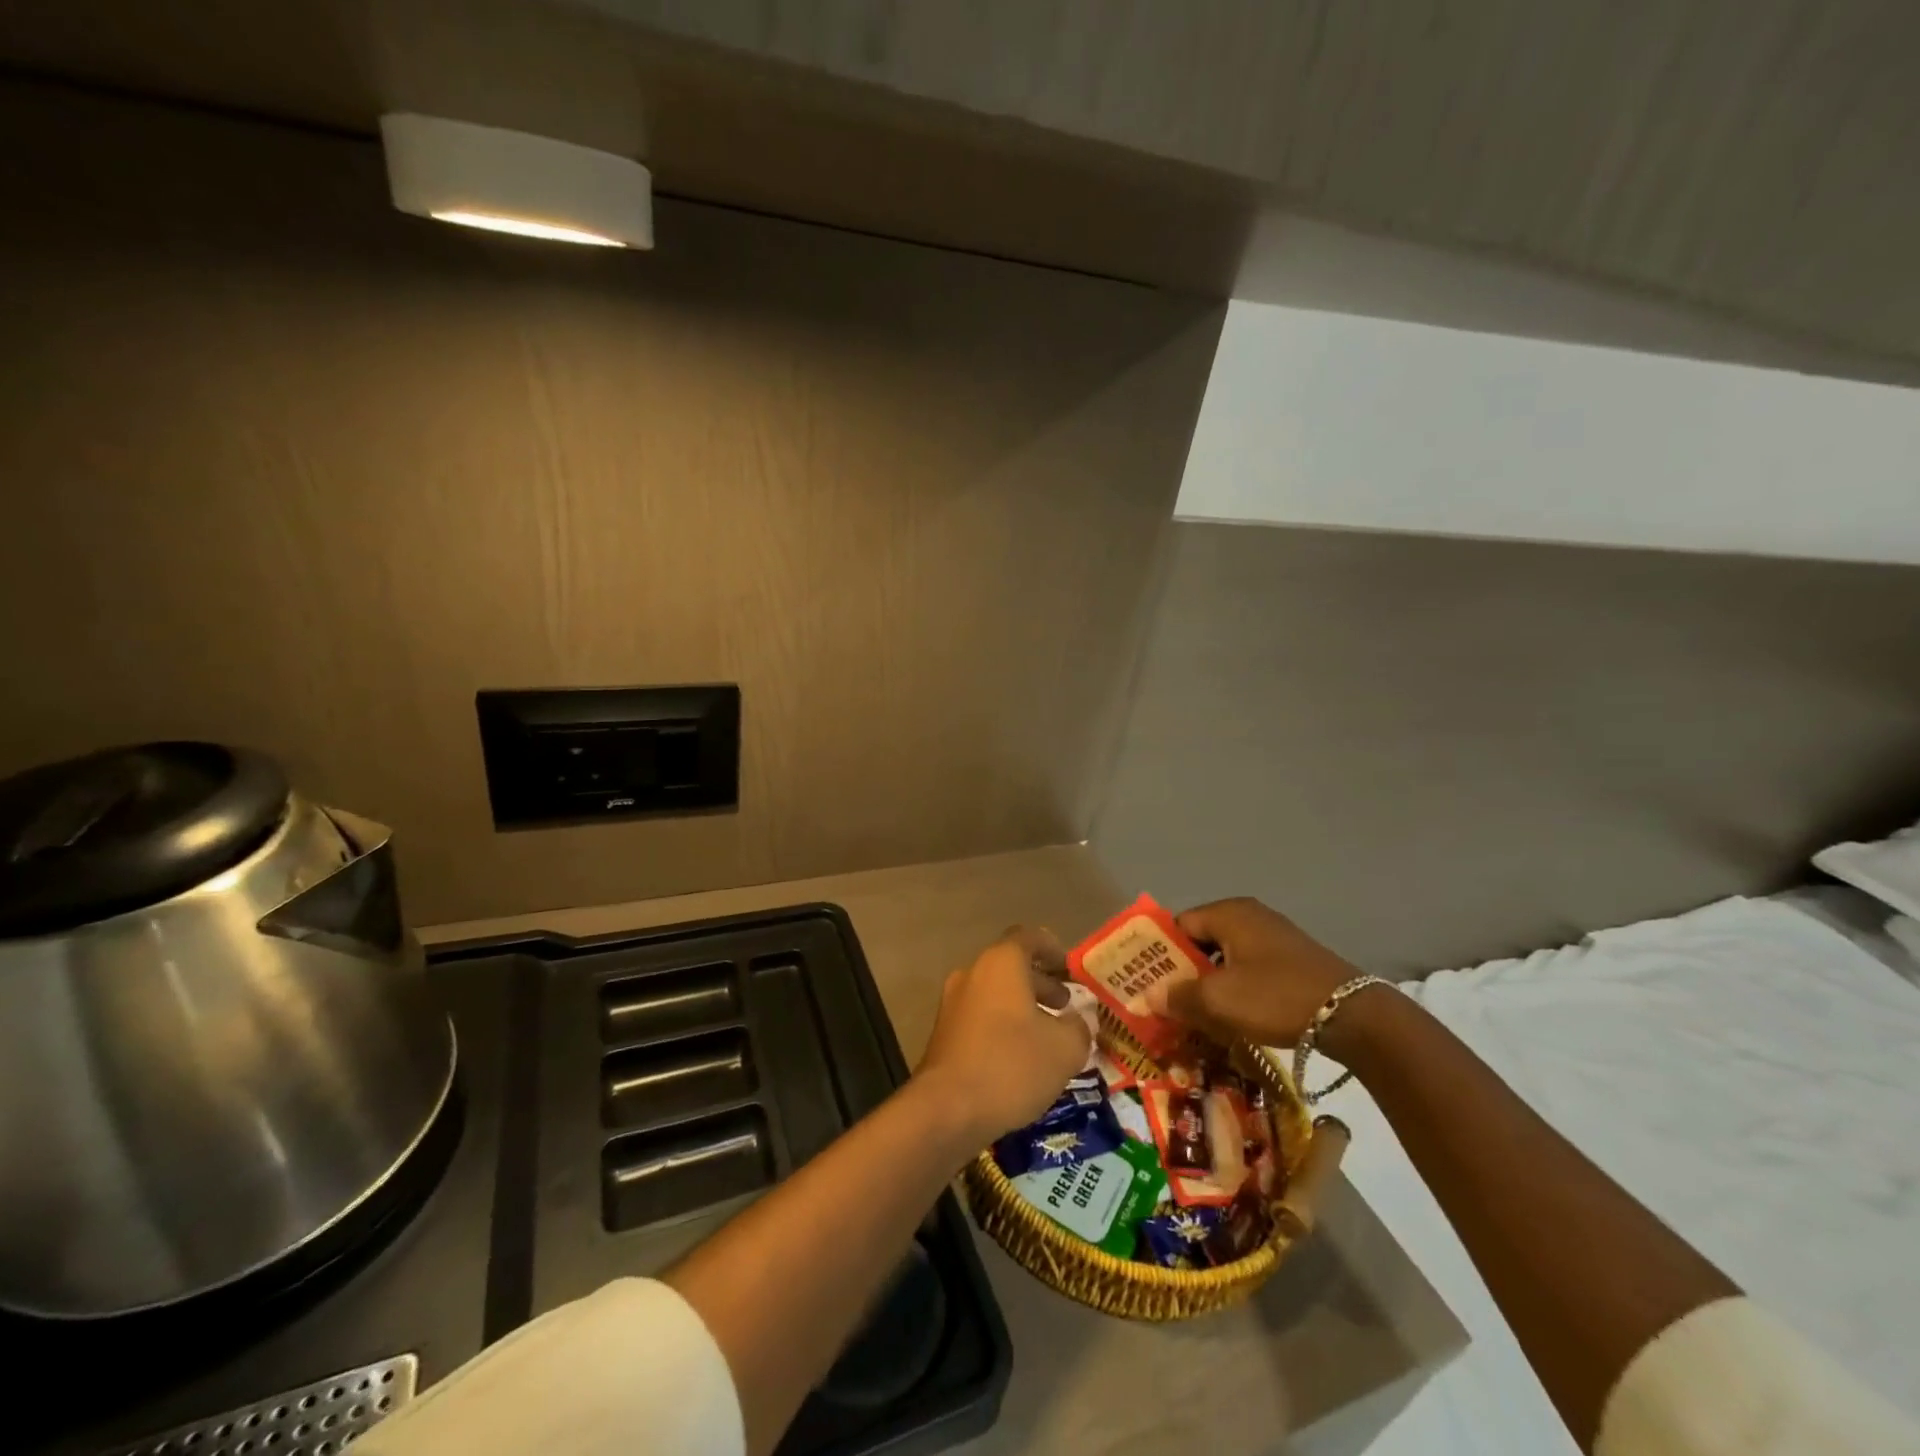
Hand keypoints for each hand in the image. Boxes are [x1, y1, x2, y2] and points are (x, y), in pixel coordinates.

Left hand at [914, 927, 1090, 1142]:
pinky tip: (1021, 1056)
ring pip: (995, 992)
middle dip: (1041, 983)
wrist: (947, 1109)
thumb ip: (1080, 1028)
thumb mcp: (1065, 1049)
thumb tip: (1080, 1022)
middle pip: (1011, 966)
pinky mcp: (944, 1032)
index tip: (1071, 969)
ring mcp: (954, 1003)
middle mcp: (973, 973)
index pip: (1029, 937)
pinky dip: (1003, 1025)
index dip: (1053, 949)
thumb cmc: (1011, 1066)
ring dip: (1023, 1006)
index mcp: (1001, 963)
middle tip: (1066, 1006)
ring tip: (1049, 1035)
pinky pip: (981, 1016)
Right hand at [1155, 898, 1362, 1049]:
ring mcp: (1273, 938)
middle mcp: (1249, 917)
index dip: (1159, 953)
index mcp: (1228, 914)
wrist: (1352, 1016)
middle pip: (1201, 941)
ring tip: (1193, 1015)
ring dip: (1208, 985)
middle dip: (1182, 973)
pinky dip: (1234, 990)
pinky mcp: (1291, 961)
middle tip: (1165, 1002)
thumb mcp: (1219, 1000)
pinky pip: (1248, 970)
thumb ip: (1178, 996)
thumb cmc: (1276, 996)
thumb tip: (1147, 996)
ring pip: (1225, 959)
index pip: (1178, 925)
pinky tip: (1230, 1017)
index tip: (1145, 981)